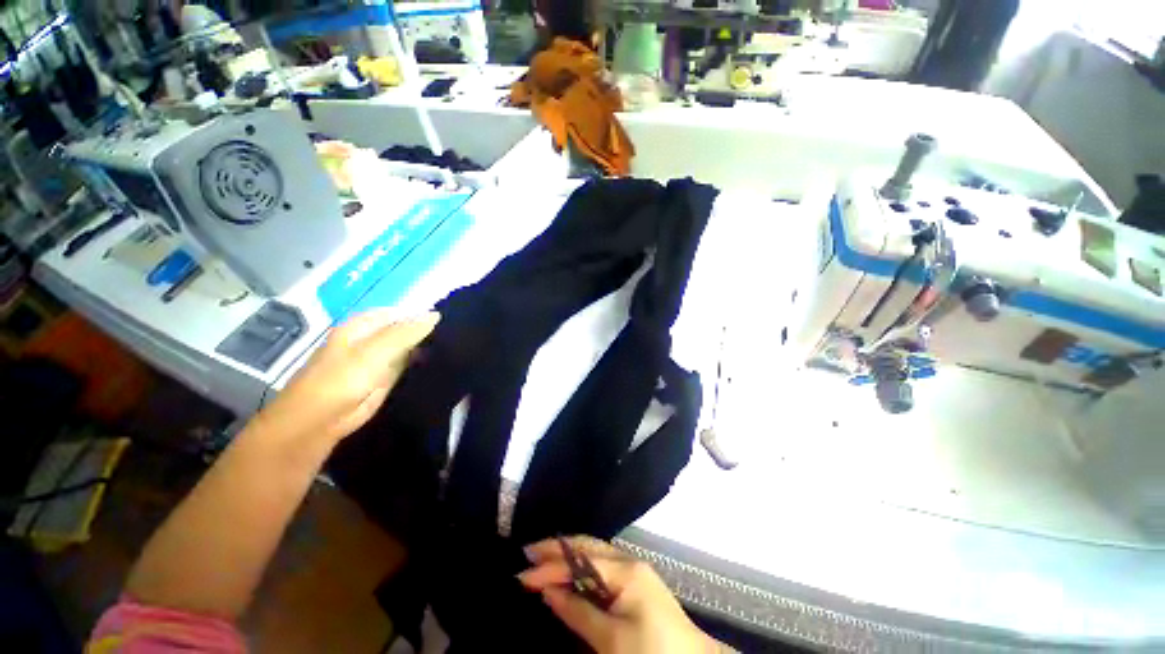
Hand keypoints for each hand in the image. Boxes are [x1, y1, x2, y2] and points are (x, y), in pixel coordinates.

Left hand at [254, 310, 439, 446]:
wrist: (321, 420)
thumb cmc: (343, 378)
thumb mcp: (376, 350)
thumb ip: (407, 332)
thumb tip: (436, 315)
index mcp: (364, 326)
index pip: (399, 313)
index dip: (421, 315)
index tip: (449, 320)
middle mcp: (372, 340)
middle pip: (405, 330)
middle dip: (426, 332)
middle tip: (455, 335)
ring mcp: (379, 360)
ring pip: (408, 348)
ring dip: (425, 348)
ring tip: (455, 346)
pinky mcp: (386, 379)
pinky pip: (408, 365)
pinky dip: (421, 363)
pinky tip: (442, 361)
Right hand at [518, 536, 721, 653]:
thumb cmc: (652, 652)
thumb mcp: (611, 640)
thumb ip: (578, 612)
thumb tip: (549, 591)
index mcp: (624, 570)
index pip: (579, 560)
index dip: (550, 567)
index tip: (522, 574)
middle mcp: (628, 561)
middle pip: (587, 546)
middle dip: (558, 548)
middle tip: (529, 553)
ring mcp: (634, 570)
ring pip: (594, 553)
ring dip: (569, 556)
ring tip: (543, 559)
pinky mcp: (636, 583)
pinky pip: (602, 567)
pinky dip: (582, 568)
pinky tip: (569, 573)